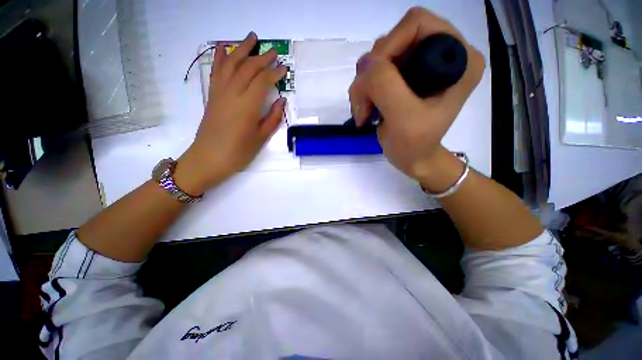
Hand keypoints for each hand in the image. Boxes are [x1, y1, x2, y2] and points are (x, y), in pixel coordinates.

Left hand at [176, 32, 286, 194]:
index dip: (274, 72)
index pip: (262, 81)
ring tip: (251, 37)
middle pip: (247, 68)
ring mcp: (219, 93)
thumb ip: (272, 118)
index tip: (284, 68)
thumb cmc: (238, 152)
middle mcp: (232, 94)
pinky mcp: (212, 96)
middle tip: (273, 51)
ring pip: (231, 64)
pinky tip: (224, 47)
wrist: (209, 158)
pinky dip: (220, 57)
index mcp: (247, 106)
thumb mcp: (260, 138)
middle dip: (262, 57)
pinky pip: (216, 71)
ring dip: (241, 49)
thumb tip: (281, 100)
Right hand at [349, 7, 484, 187]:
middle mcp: (442, 54)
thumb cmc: (414, 145)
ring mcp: (421, 65)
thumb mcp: (402, 117)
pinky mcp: (405, 78)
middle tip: (364, 105)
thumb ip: (385, 84)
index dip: (388, 48)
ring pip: (378, 59)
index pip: (416, 25)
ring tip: (364, 113)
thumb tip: (364, 63)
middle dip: (371, 75)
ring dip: (364, 87)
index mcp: (459, 58)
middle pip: (393, 41)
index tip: (373, 83)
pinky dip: (364, 92)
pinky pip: (374, 73)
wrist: (413, 159)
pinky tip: (366, 110)